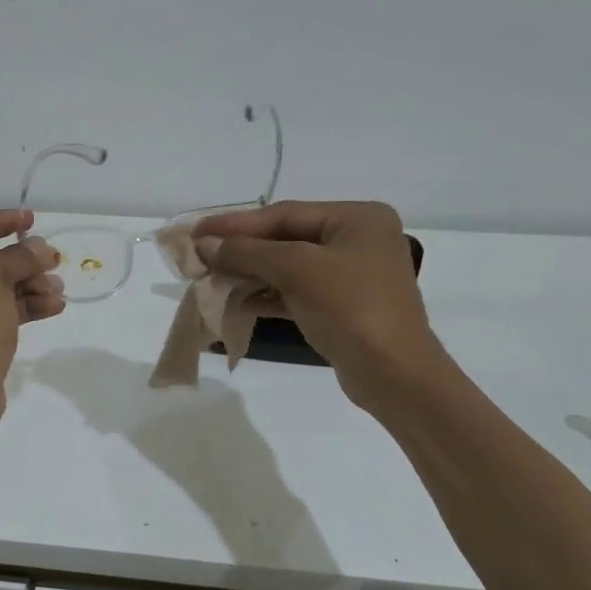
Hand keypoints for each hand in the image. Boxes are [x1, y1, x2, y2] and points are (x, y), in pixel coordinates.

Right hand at [193, 201, 444, 412]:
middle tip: (199, 255)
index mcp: (357, 218)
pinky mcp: (343, 306)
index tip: (196, 232)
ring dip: (250, 273)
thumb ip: (248, 253)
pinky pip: (296, 291)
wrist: (394, 375)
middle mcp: (357, 239)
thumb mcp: (296, 271)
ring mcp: (352, 274)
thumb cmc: (351, 309)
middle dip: (242, 249)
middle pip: (285, 238)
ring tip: (212, 278)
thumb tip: (204, 245)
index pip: (284, 214)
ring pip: (288, 266)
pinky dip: (267, 295)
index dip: (236, 223)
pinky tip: (238, 302)